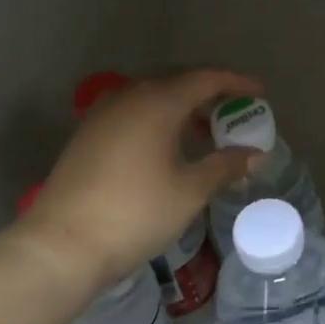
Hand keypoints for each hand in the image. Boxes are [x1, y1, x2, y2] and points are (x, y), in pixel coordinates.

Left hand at [14, 68, 262, 296]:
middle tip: (235, 113)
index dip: (236, 83)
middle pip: (178, 81)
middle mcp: (128, 95)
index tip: (261, 94)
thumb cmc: (135, 213)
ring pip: (152, 96)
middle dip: (210, 94)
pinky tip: (168, 147)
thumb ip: (225, 166)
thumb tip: (256, 154)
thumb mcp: (189, 191)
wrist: (63, 245)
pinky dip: (158, 119)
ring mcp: (103, 113)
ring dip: (183, 108)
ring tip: (206, 134)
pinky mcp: (88, 133)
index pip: (205, 78)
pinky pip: (133, 112)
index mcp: (157, 101)